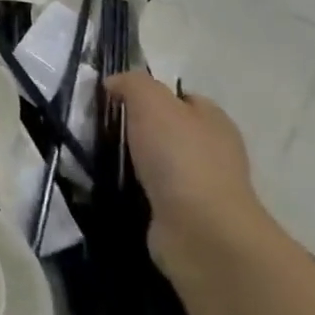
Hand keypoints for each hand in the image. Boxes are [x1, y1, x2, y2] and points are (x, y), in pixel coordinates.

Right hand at [106, 71, 272, 277]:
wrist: (199, 230)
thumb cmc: (179, 157)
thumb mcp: (151, 102)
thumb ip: (132, 84)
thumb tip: (113, 84)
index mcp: (213, 120)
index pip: (181, 97)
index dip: (150, 94)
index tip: (115, 100)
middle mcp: (213, 151)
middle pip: (169, 130)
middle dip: (139, 129)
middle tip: (102, 128)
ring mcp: (201, 187)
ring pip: (160, 163)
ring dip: (134, 161)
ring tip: (100, 157)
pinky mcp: (185, 216)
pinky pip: (154, 193)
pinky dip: (135, 189)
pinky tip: (114, 186)